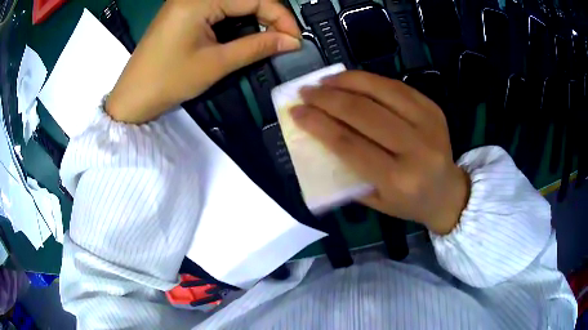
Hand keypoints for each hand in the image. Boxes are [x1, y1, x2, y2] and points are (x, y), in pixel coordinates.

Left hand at [106, 0, 300, 123]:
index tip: (296, 39)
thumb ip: (256, 47)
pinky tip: (246, 31)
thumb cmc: (168, 80)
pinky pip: (219, 6)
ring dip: (255, 15)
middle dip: (270, 15)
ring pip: (234, 1)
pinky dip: (237, 17)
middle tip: (285, 39)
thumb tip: (292, 42)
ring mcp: (188, 0)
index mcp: (200, 0)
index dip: (281, 16)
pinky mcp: (184, 9)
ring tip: (270, 36)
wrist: (133, 97)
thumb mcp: (215, 63)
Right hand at [292, 71, 469, 234]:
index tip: (296, 111)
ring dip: (347, 81)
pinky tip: (351, 80)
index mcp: (398, 178)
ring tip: (324, 81)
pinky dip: (369, 80)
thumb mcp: (375, 200)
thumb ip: (347, 171)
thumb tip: (319, 135)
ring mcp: (428, 123)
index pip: (349, 143)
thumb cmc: (409, 203)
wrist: (448, 193)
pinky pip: (396, 86)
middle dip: (327, 98)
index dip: (318, 124)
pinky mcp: (433, 109)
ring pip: (380, 90)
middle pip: (363, 112)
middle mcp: (416, 148)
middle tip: (306, 92)